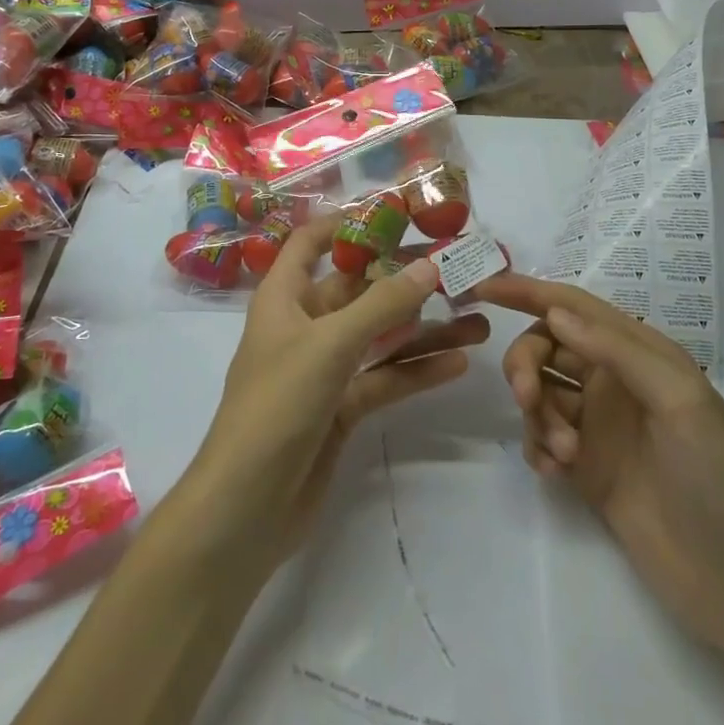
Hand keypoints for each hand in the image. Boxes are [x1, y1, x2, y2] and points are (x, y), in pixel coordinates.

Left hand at [190, 219, 489, 567]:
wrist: (246, 510)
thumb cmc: (277, 406)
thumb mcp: (330, 345)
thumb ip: (382, 304)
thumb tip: (430, 265)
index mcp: (284, 297)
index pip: (312, 242)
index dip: (347, 224)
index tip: (397, 214)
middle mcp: (304, 325)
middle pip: (358, 288)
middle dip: (405, 279)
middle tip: (457, 266)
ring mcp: (324, 368)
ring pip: (380, 336)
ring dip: (423, 328)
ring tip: (477, 317)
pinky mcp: (341, 408)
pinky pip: (384, 378)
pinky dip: (416, 370)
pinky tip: (458, 363)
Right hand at [478, 274, 723, 652]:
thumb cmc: (718, 473)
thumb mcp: (679, 398)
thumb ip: (616, 350)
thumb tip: (553, 312)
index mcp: (636, 351)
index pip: (571, 306)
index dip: (526, 291)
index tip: (483, 288)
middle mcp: (611, 379)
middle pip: (544, 346)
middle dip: (525, 363)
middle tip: (527, 397)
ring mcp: (596, 424)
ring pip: (538, 392)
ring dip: (536, 413)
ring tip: (565, 454)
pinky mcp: (584, 467)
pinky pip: (540, 437)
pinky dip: (537, 446)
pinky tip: (555, 472)